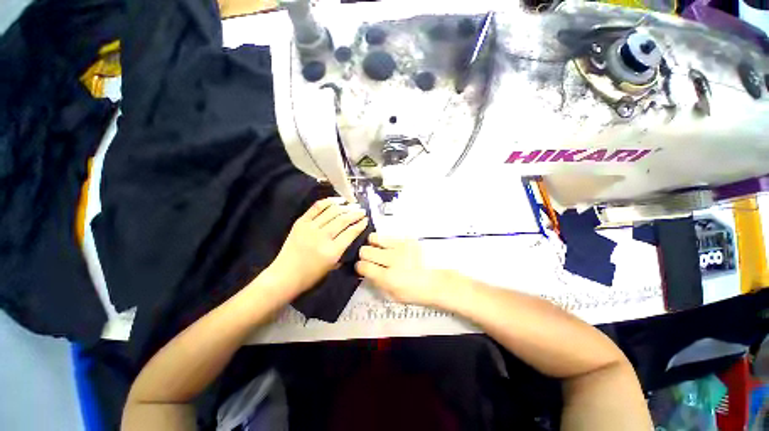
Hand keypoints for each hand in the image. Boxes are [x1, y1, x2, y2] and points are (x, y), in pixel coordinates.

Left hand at [268, 197, 367, 294]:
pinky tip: (338, 200)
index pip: (350, 233)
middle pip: (343, 220)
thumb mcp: (332, 266)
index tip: (366, 219)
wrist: (284, 275)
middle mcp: (322, 237)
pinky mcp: (301, 222)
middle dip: (355, 214)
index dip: (360, 224)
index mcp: (332, 251)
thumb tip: (351, 234)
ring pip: (332, 211)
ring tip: (353, 205)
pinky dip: (328, 201)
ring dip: (345, 207)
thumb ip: (343, 250)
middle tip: (362, 210)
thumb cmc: (311, 275)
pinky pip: (316, 207)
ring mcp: (310, 228)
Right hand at [356, 234, 453, 305]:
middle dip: (364, 255)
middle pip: (365, 250)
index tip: (362, 267)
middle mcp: (392, 260)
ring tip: (379, 249)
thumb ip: (377, 282)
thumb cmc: (416, 292)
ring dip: (373, 244)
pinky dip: (385, 241)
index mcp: (388, 278)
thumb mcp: (393, 295)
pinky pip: (388, 235)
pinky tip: (390, 247)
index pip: (363, 266)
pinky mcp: (407, 239)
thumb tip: (365, 271)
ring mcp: (400, 247)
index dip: (359, 267)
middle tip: (371, 259)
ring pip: (374, 238)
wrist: (438, 281)